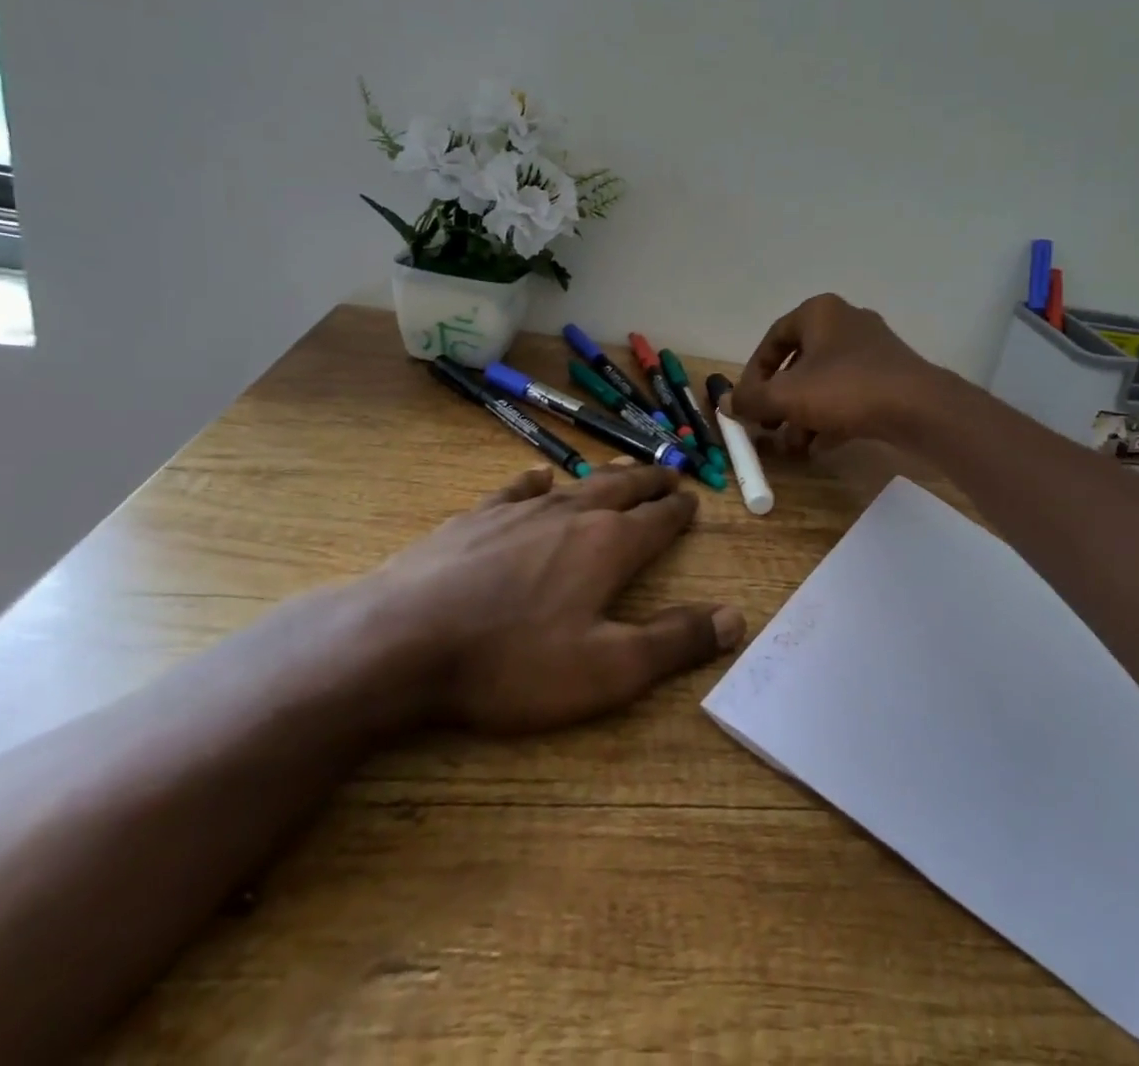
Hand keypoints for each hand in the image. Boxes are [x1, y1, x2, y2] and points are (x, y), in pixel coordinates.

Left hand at [344, 464, 743, 734]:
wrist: (403, 639)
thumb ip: (674, 642)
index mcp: (609, 546)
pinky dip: (537, 481)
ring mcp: (520, 510)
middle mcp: (572, 515)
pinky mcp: (476, 517)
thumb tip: (735, 617)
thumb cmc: (512, 661)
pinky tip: (539, 477)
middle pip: (623, 489)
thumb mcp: (607, 670)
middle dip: (650, 482)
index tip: (694, 501)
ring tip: (621, 469)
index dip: (679, 511)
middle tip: (670, 472)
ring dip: (605, 476)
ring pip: (577, 484)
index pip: (658, 520)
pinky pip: (518, 489)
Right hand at [731, 294, 945, 456]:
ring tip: (793, 446)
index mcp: (819, 313)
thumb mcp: (788, 396)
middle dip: (780, 400)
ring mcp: (872, 349)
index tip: (747, 403)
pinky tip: (821, 447)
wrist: (920, 408)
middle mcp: (846, 322)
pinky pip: (850, 394)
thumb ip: (752, 399)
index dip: (754, 373)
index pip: (773, 339)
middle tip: (768, 427)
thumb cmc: (846, 389)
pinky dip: (831, 417)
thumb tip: (725, 403)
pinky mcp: (890, 376)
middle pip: (799, 362)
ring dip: (804, 414)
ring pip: (825, 381)